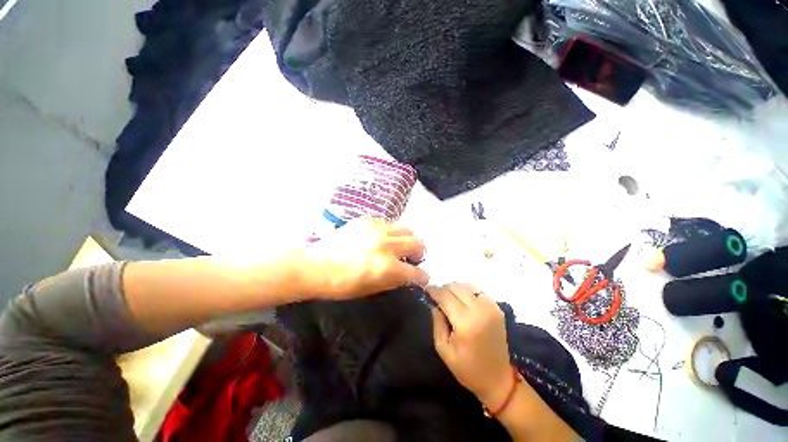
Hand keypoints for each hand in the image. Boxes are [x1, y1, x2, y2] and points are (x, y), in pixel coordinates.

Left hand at [303, 218, 428, 299]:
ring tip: (400, 245)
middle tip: (413, 258)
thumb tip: (408, 275)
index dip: (422, 276)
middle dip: (419, 253)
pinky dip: (391, 232)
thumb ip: (394, 281)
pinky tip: (382, 238)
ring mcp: (377, 230)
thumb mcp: (371, 290)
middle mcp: (386, 245)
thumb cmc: (342, 284)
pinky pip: (388, 223)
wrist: (316, 265)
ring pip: (405, 228)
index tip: (422, 277)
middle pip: (417, 243)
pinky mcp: (367, 221)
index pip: (416, 272)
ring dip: (408, 238)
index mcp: (387, 267)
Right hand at [430, 283, 512, 408]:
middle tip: (437, 296)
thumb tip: (434, 304)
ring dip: (454, 288)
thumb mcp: (444, 349)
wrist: (498, 379)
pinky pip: (477, 290)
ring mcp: (490, 307)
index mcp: (465, 323)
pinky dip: (467, 291)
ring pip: (466, 285)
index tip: (426, 289)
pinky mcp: (497, 308)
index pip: (445, 296)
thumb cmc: (467, 369)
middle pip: (456, 287)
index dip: (433, 290)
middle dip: (443, 288)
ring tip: (448, 298)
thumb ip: (437, 322)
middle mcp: (479, 310)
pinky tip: (462, 300)